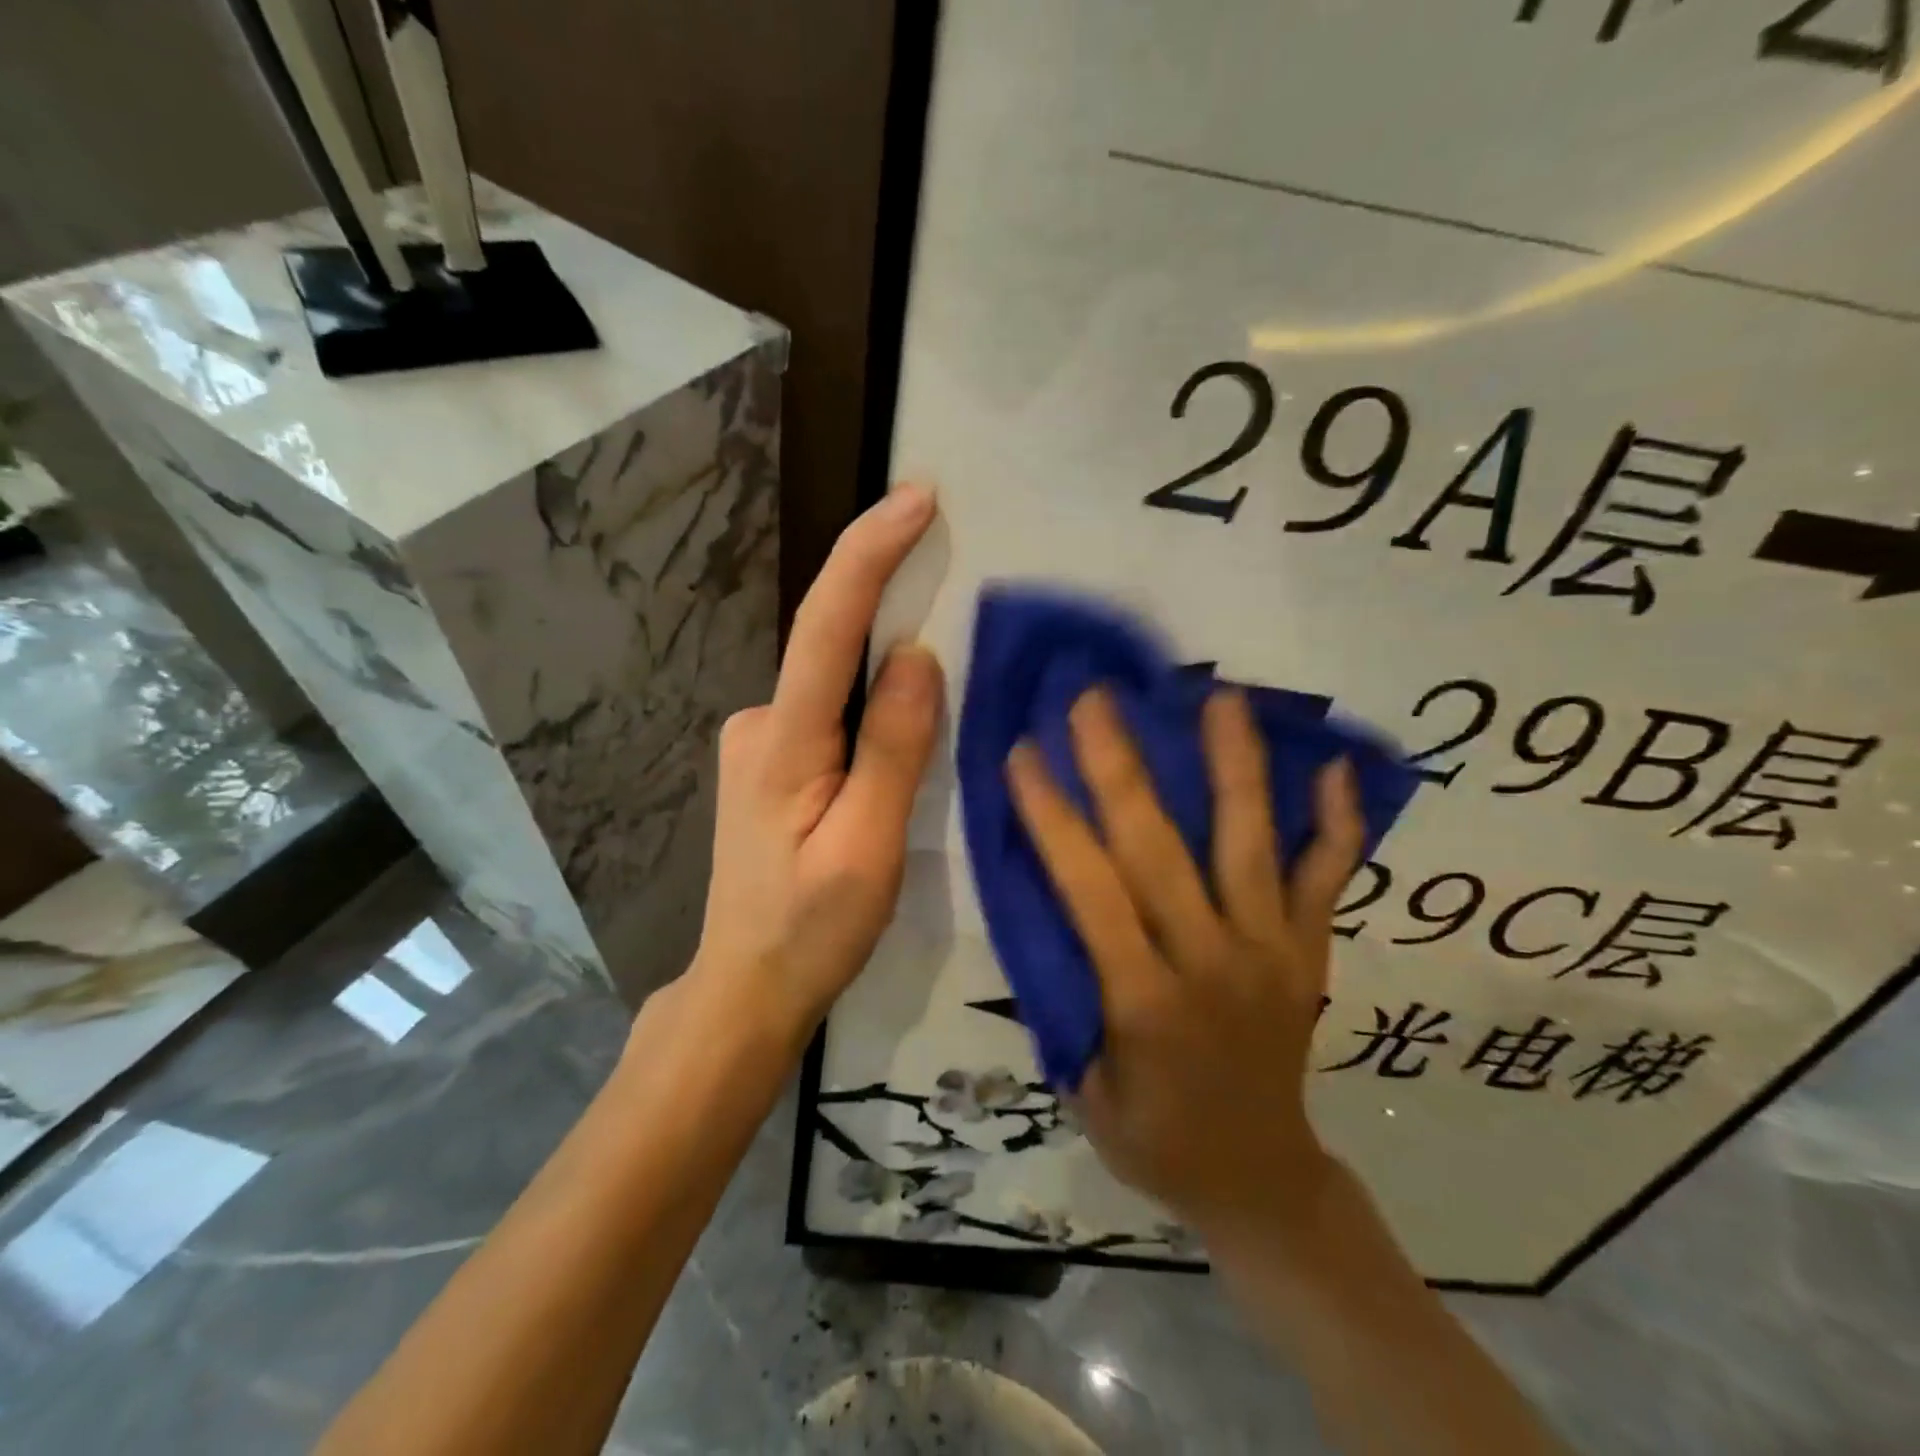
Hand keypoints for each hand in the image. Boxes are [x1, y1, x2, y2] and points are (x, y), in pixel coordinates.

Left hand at [688, 484, 943, 1042]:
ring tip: (936, 672)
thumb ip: (893, 750)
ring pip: (834, 683)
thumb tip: (916, 655)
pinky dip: (867, 701)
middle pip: (831, 644)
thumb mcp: (869, 848)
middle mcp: (759, 722)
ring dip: (881, 661)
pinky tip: (893, 734)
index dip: (869, 553)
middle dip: (886, 597)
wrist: (747, 986)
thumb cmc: (811, 930)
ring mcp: (759, 740)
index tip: (918, 498)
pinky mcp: (770, 760)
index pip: (827, 626)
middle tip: (947, 567)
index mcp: (783, 742)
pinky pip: (829, 710)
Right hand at [1005, 686, 1364, 1242]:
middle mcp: (1211, 960)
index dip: (1053, 816)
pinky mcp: (1310, 951)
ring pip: (1251, 844)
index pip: (1090, 888)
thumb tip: (1043, 909)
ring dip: (1235, 765)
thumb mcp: (1084, 1089)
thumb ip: (1064, 999)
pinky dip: (1337, 823)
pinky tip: (1337, 766)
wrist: (1262, 1181)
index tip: (1025, 751)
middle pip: (1160, 849)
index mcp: (1144, 1000)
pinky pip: (1328, 878)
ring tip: (1221, 696)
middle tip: (1096, 697)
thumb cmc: (1155, 1138)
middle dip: (1120, 766)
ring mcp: (1272, 950)